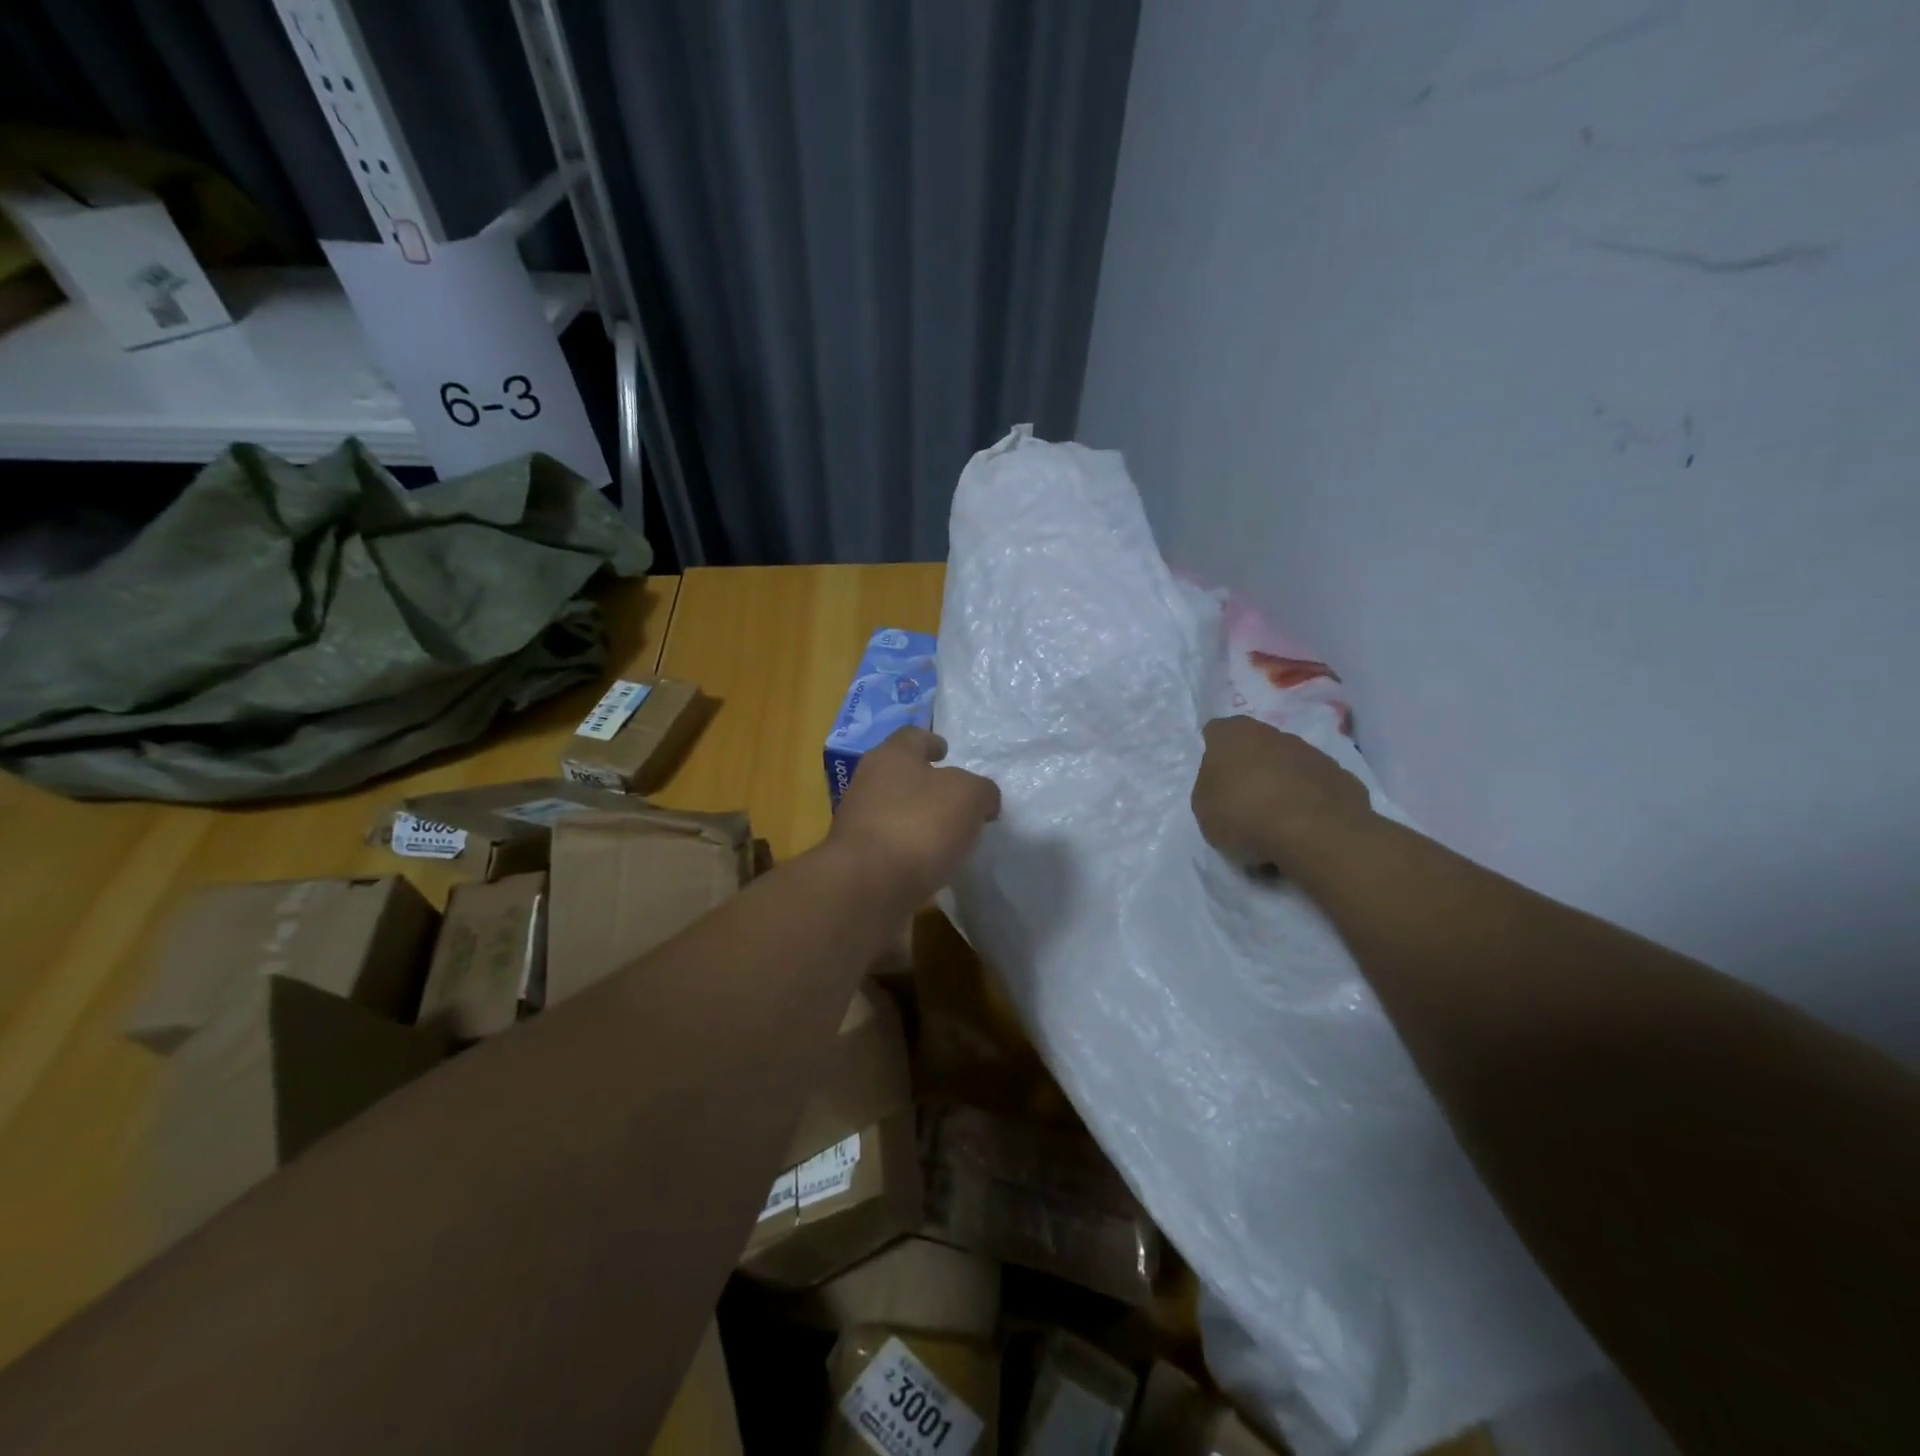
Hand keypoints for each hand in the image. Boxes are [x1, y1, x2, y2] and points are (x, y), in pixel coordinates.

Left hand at [829, 727, 1000, 904]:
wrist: (867, 886)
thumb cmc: (919, 824)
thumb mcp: (969, 796)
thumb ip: (981, 791)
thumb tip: (983, 801)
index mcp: (891, 756)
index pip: (912, 736)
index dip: (931, 741)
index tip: (945, 751)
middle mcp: (868, 783)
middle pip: (899, 774)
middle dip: (925, 783)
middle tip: (955, 797)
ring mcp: (858, 823)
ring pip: (894, 811)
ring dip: (917, 819)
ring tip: (948, 835)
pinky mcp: (858, 860)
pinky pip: (891, 847)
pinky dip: (909, 851)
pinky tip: (930, 863)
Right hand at [1191, 716, 1374, 871]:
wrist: (1316, 834)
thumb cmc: (1244, 815)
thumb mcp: (1203, 807)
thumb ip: (1210, 788)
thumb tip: (1225, 785)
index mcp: (1234, 735)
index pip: (1216, 732)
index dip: (1213, 753)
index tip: (1214, 779)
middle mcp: (1274, 734)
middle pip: (1256, 746)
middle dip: (1250, 768)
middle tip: (1242, 802)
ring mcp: (1313, 754)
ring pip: (1289, 765)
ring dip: (1281, 785)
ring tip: (1275, 822)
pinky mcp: (1342, 778)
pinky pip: (1316, 788)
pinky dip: (1309, 802)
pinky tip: (1303, 829)